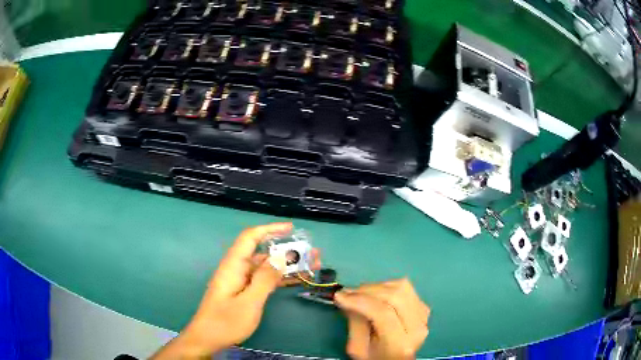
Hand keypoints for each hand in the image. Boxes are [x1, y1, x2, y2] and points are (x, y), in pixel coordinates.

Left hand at [152, 222, 319, 358]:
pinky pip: (264, 280)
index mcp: (233, 266)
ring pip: (266, 267)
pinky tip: (296, 280)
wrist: (208, 338)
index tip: (291, 228)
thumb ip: (264, 279)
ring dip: (287, 265)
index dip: (270, 229)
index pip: (250, 237)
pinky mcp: (244, 292)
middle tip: (311, 252)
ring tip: (311, 265)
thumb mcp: (249, 302)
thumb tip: (281, 257)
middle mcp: (237, 269)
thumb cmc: (226, 321)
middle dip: (286, 249)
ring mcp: (241, 281)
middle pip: (262, 252)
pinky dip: (280, 278)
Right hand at [335, 279, 429, 359]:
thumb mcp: (357, 347)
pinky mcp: (424, 306)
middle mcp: (418, 327)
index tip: (339, 296)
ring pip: (401, 287)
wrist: (395, 359)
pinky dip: (387, 287)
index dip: (360, 301)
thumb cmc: (374, 357)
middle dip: (367, 290)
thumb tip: (347, 296)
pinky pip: (405, 288)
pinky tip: (376, 295)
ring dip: (377, 286)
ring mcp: (424, 315)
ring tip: (360, 293)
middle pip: (395, 296)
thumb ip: (355, 322)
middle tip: (348, 293)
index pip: (383, 313)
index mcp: (400, 344)